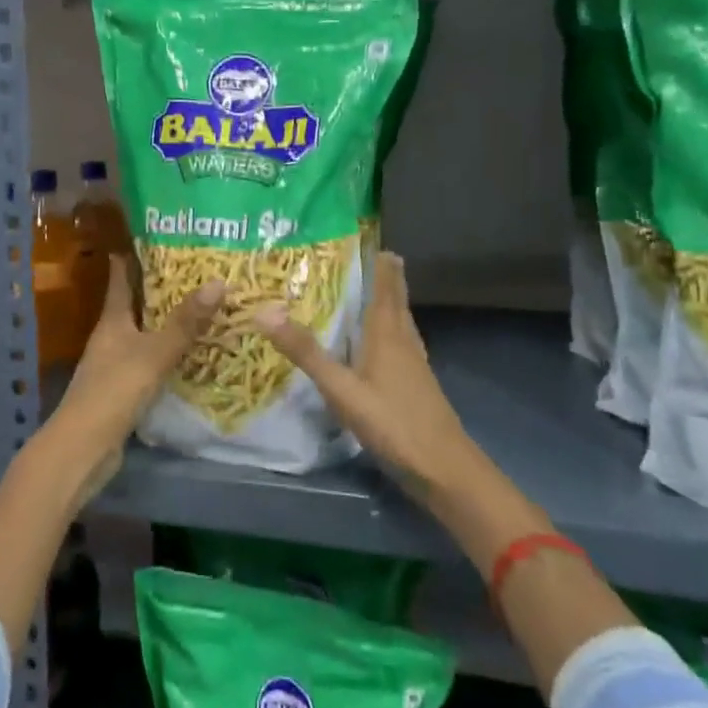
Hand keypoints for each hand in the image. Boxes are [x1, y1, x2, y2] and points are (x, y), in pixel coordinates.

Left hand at [42, 254, 223, 495]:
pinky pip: (148, 361)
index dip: (132, 257)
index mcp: (112, 320)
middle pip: (134, 305)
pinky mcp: (122, 390)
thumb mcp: (154, 353)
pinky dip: (167, 353)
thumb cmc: (114, 391)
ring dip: (165, 322)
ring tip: (200, 308)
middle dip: (159, 288)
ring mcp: (114, 364)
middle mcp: (110, 337)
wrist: (83, 448)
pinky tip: (190, 354)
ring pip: (143, 333)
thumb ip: (185, 322)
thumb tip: (218, 282)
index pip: (120, 279)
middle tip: (194, 271)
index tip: (154, 238)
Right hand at [252, 252, 477, 497]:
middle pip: (396, 300)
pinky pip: (400, 342)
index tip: (372, 239)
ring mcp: (414, 363)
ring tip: (371, 290)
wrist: (443, 468)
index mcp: (387, 333)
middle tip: (369, 256)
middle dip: (385, 277)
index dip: (381, 263)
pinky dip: (388, 329)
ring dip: (389, 301)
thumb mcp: (341, 388)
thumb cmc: (393, 422)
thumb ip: (306, 352)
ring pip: (400, 321)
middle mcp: (404, 340)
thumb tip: (264, 312)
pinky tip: (378, 342)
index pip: (386, 286)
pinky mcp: (416, 383)